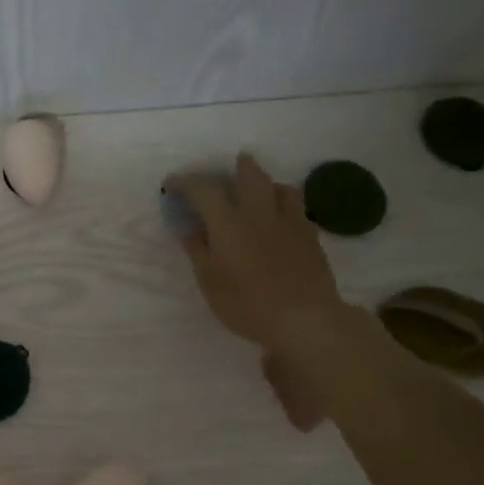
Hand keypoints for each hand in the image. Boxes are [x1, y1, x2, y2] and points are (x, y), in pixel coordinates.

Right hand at [168, 154, 343, 355]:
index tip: (173, 183)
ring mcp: (290, 221)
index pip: (204, 190)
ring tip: (260, 190)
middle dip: (238, 167)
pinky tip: (282, 217)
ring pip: (280, 187)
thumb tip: (188, 228)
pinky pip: (297, 207)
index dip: (186, 182)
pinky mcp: (311, 235)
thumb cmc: (247, 304)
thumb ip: (198, 251)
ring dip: (266, 182)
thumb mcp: (210, 282)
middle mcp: (260, 213)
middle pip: (251, 175)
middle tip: (232, 166)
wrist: (303, 318)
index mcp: (229, 224)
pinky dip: (285, 203)